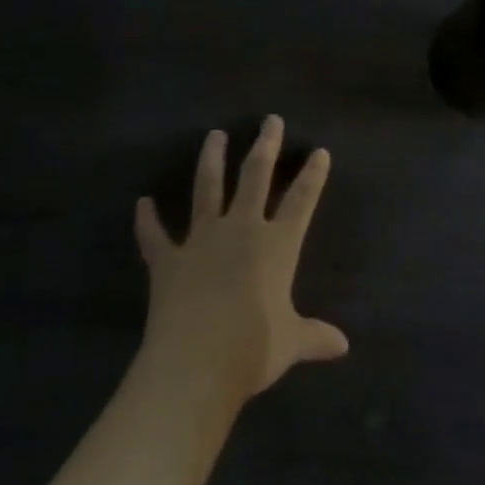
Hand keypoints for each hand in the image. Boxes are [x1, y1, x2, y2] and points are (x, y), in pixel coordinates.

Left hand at [135, 116, 348, 408]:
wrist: (195, 364)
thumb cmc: (253, 350)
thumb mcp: (291, 343)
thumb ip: (314, 336)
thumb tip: (342, 346)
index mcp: (277, 245)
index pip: (301, 201)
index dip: (312, 176)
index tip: (319, 151)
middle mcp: (241, 230)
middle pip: (255, 176)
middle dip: (265, 146)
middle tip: (270, 120)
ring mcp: (201, 240)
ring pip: (207, 188)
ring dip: (211, 160)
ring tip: (214, 135)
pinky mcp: (168, 260)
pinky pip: (155, 236)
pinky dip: (147, 221)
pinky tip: (141, 203)